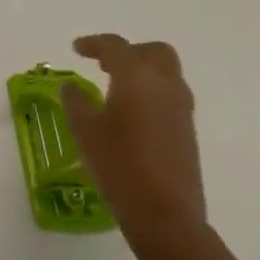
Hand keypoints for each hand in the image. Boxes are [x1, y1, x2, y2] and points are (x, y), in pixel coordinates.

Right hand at [60, 33, 205, 257]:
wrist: (166, 215)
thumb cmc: (119, 165)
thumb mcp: (85, 131)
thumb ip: (76, 102)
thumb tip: (72, 87)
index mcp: (136, 76)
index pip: (115, 46)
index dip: (93, 43)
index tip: (76, 49)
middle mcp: (164, 84)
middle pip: (152, 51)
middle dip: (129, 52)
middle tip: (104, 65)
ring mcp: (181, 108)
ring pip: (166, 72)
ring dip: (143, 72)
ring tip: (116, 89)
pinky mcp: (188, 130)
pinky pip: (171, 95)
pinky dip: (152, 93)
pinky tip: (132, 114)